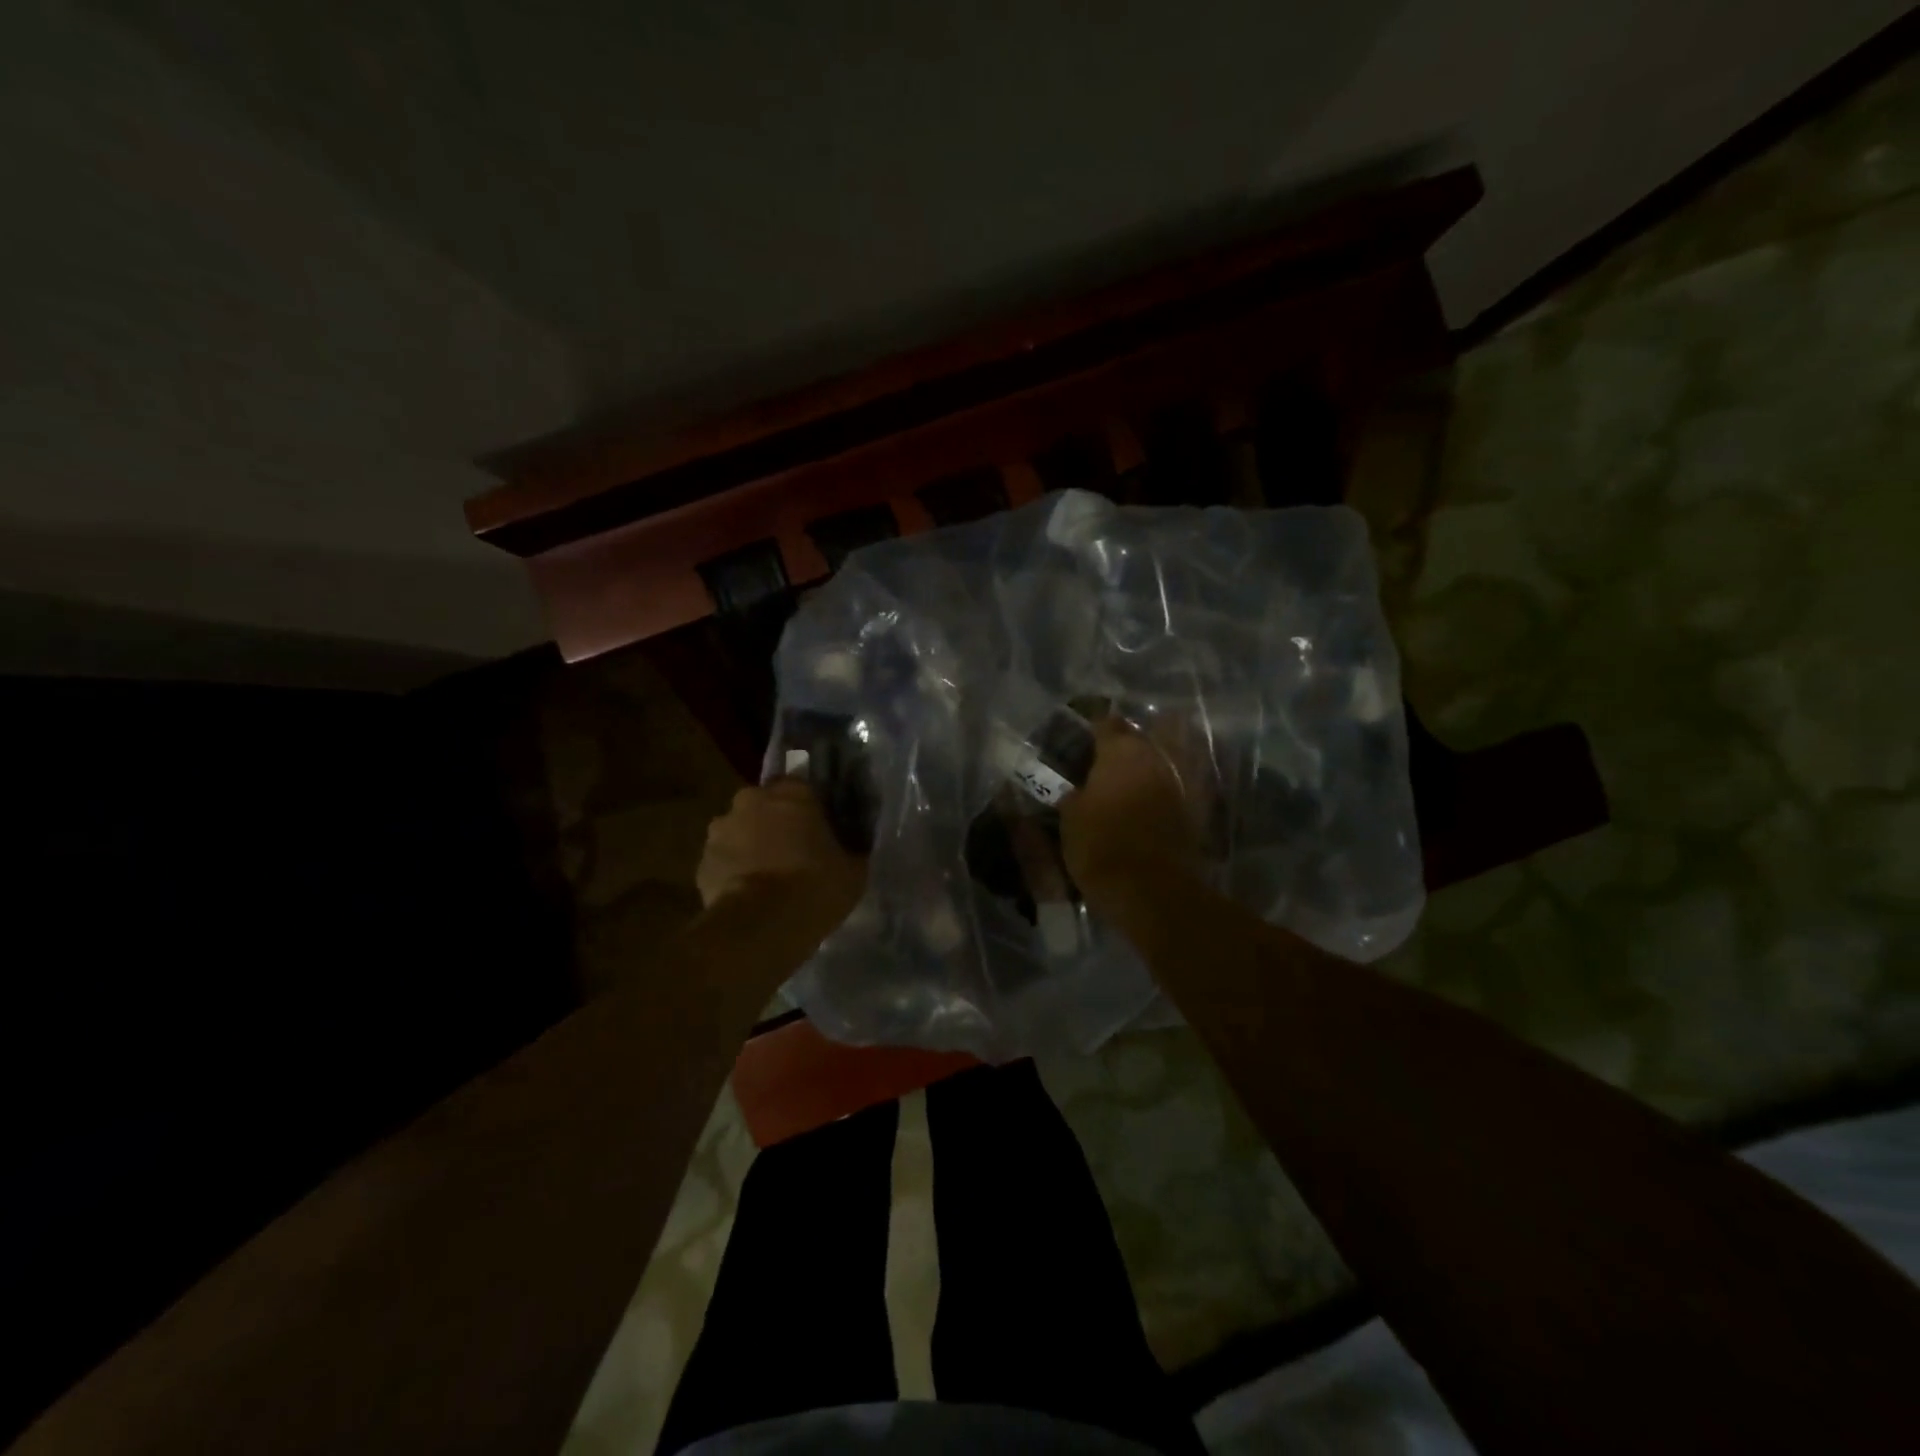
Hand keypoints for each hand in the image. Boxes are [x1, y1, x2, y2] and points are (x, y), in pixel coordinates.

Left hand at [696, 779, 867, 953]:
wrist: (761, 925)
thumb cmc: (815, 886)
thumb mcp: (853, 869)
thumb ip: (850, 849)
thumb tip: (852, 847)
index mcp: (793, 792)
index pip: (802, 787)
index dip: (810, 809)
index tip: (819, 829)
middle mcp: (752, 799)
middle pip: (766, 805)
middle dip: (776, 822)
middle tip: (793, 851)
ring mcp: (721, 829)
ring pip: (741, 831)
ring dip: (752, 845)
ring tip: (768, 877)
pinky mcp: (702, 861)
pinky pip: (724, 860)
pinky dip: (734, 871)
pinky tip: (749, 895)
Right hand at [1060, 719, 1203, 912]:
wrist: (1152, 891)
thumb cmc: (1102, 846)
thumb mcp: (1070, 818)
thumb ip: (1073, 793)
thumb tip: (1077, 788)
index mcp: (1122, 751)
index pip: (1105, 723)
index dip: (1091, 726)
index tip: (1079, 735)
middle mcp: (1155, 757)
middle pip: (1139, 738)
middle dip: (1122, 743)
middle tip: (1101, 757)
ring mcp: (1180, 781)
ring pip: (1161, 759)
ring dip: (1145, 763)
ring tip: (1124, 777)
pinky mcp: (1194, 808)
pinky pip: (1174, 786)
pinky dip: (1161, 788)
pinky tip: (1145, 799)